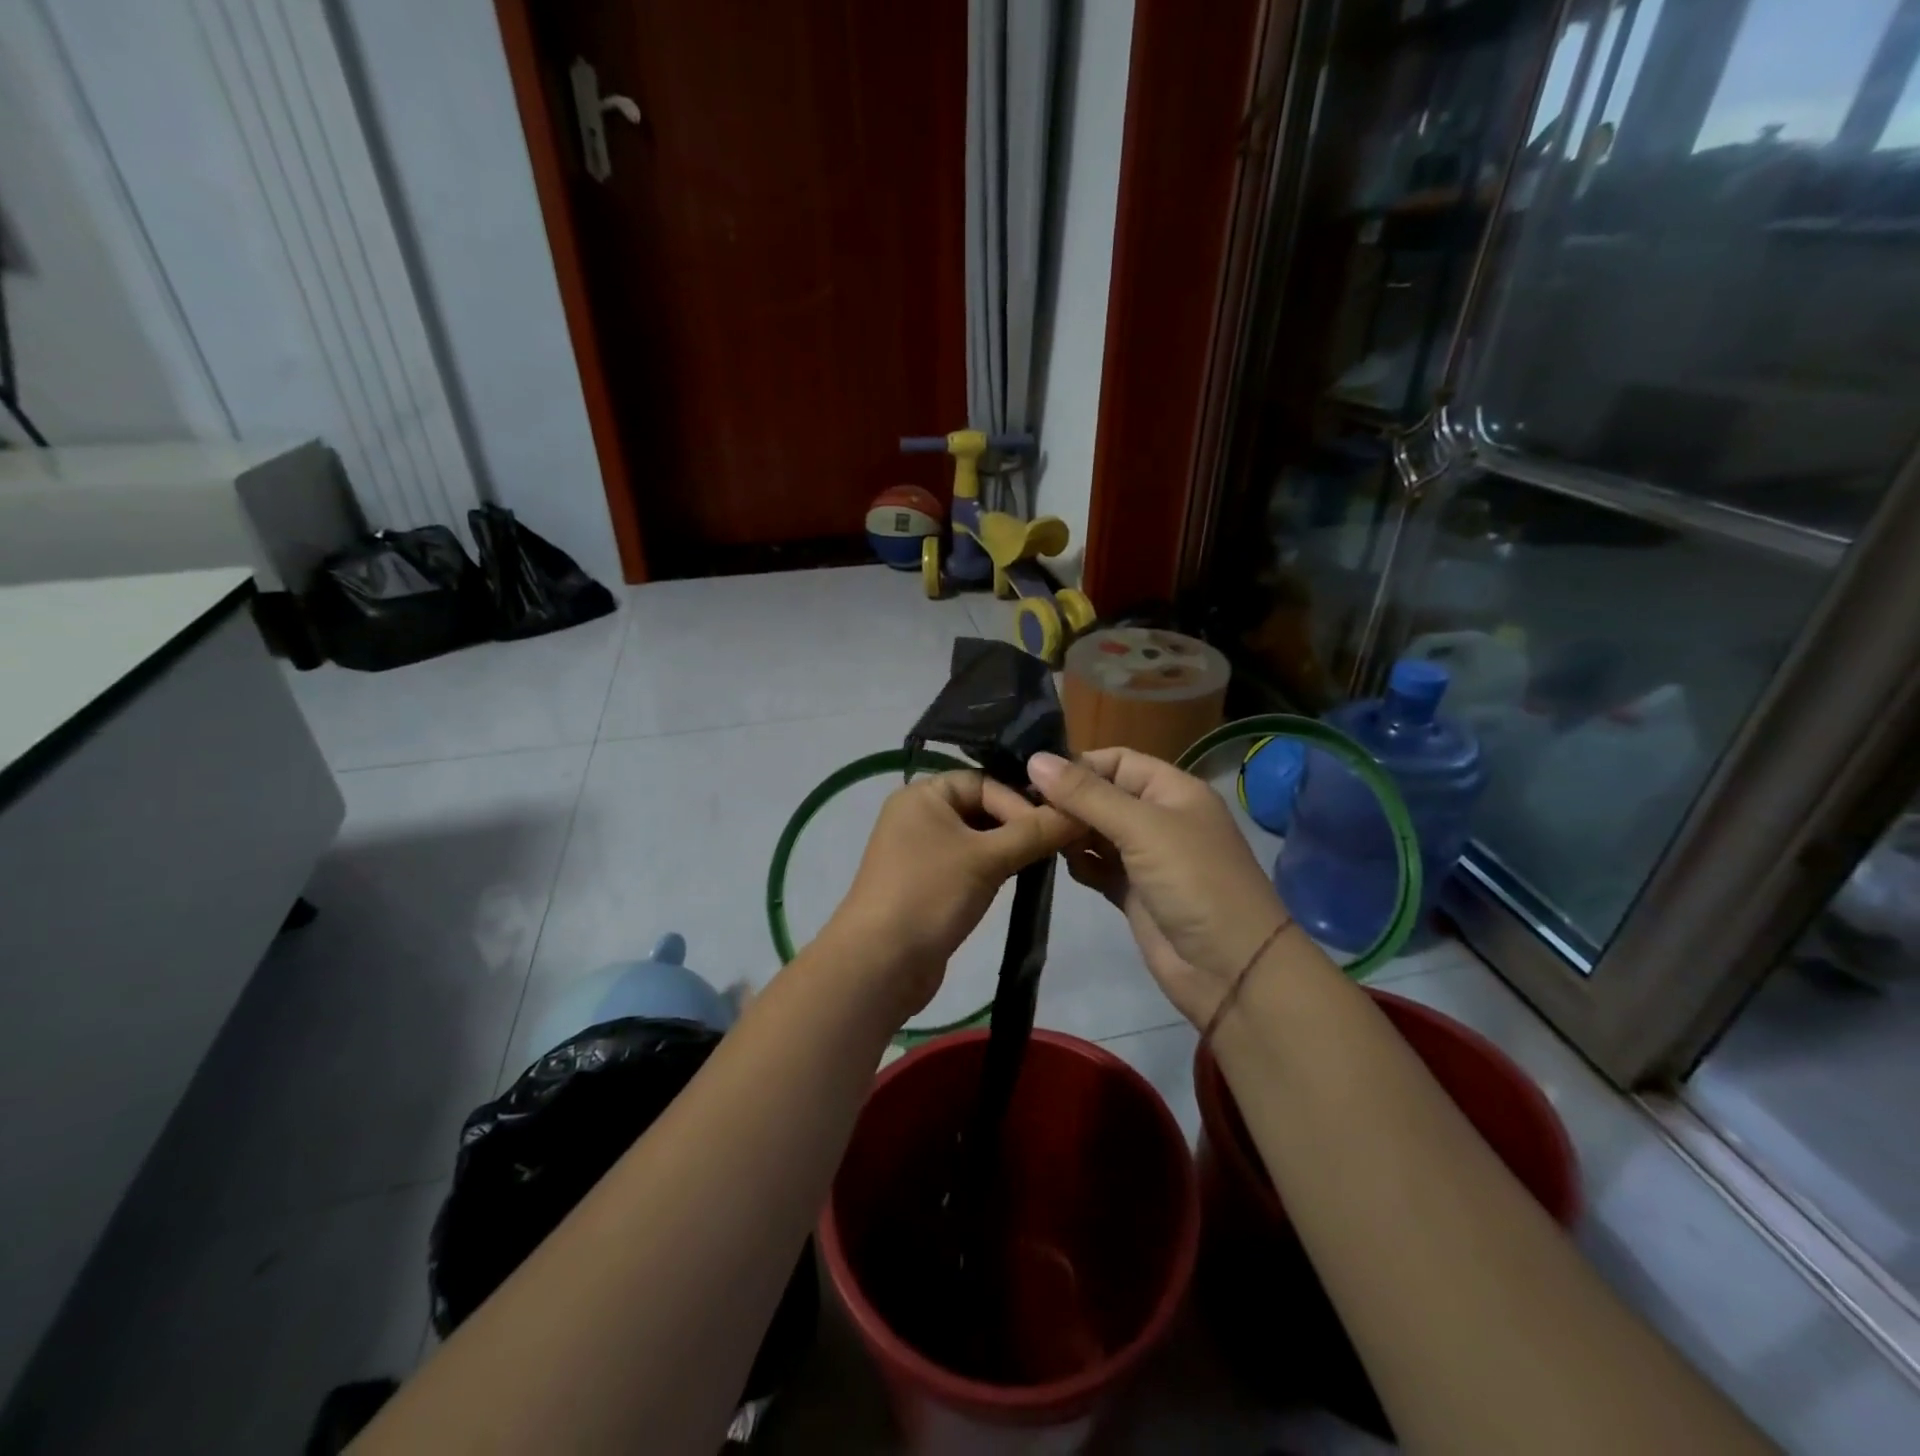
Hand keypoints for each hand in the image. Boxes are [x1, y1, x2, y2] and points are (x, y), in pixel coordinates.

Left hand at [827, 771, 1079, 1022]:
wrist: (879, 965)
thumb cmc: (930, 895)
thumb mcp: (987, 859)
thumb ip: (1035, 832)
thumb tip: (1081, 811)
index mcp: (923, 794)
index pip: (985, 781)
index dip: (1021, 801)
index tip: (1055, 827)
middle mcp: (918, 815)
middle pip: (982, 807)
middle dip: (1019, 824)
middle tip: (1057, 844)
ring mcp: (921, 851)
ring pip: (978, 838)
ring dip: (1009, 848)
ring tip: (1043, 862)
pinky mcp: (927, 884)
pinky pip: (968, 863)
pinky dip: (993, 868)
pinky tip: (1018, 880)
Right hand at [1027, 749, 1290, 1028]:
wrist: (1231, 970)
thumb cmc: (1193, 882)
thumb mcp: (1142, 828)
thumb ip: (1087, 795)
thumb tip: (1035, 760)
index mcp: (1172, 791)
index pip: (1117, 761)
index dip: (1078, 765)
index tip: (1033, 776)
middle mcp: (1159, 818)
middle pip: (1103, 796)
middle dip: (1067, 800)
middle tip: (1023, 809)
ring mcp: (1146, 858)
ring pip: (1096, 833)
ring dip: (1069, 833)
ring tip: (1035, 835)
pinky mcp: (1133, 893)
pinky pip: (1097, 867)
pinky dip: (1080, 864)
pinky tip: (1061, 865)